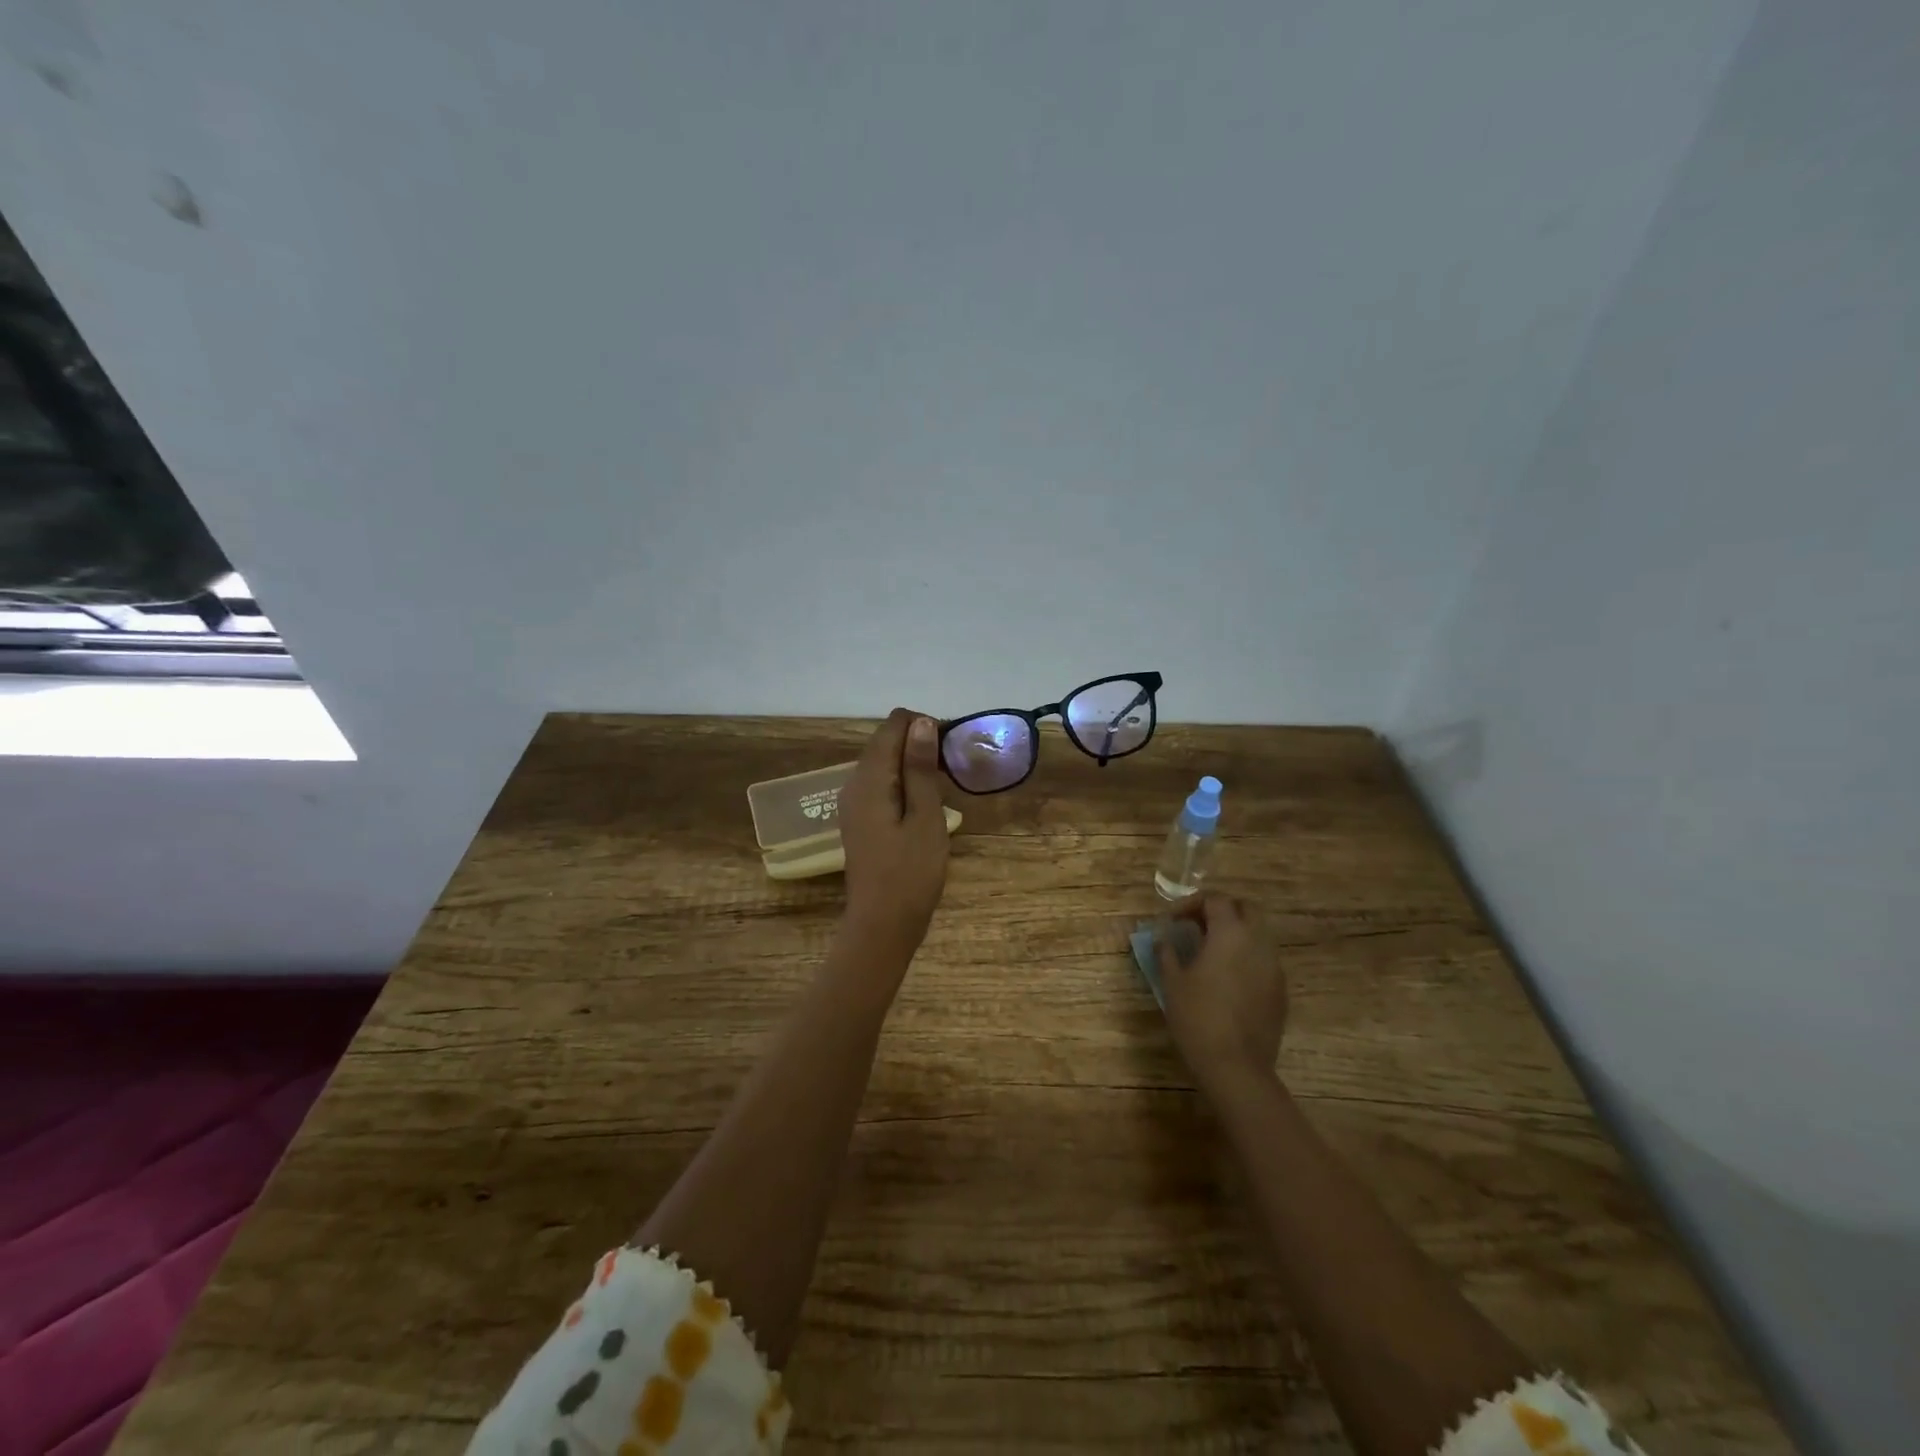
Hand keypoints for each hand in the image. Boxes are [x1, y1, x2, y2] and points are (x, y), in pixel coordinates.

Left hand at [838, 708, 950, 959]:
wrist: (882, 926)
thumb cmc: (910, 873)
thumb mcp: (925, 817)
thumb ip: (920, 769)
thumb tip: (922, 723)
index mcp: (869, 779)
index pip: (892, 726)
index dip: (924, 726)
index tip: (952, 746)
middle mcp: (854, 784)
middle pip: (885, 743)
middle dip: (919, 743)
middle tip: (954, 768)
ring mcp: (853, 804)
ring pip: (884, 764)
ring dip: (913, 764)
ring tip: (945, 785)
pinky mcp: (860, 820)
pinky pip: (881, 786)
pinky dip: (904, 784)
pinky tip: (925, 804)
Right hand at [1157, 895, 1288, 1091]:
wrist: (1236, 1066)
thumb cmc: (1197, 1017)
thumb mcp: (1172, 981)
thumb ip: (1167, 952)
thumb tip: (1162, 937)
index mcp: (1230, 933)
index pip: (1215, 899)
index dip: (1191, 904)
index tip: (1173, 921)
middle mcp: (1258, 942)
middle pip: (1245, 908)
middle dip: (1221, 910)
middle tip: (1196, 925)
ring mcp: (1274, 967)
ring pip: (1258, 934)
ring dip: (1235, 934)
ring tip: (1210, 952)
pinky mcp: (1280, 990)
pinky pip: (1263, 960)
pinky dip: (1246, 957)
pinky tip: (1227, 979)